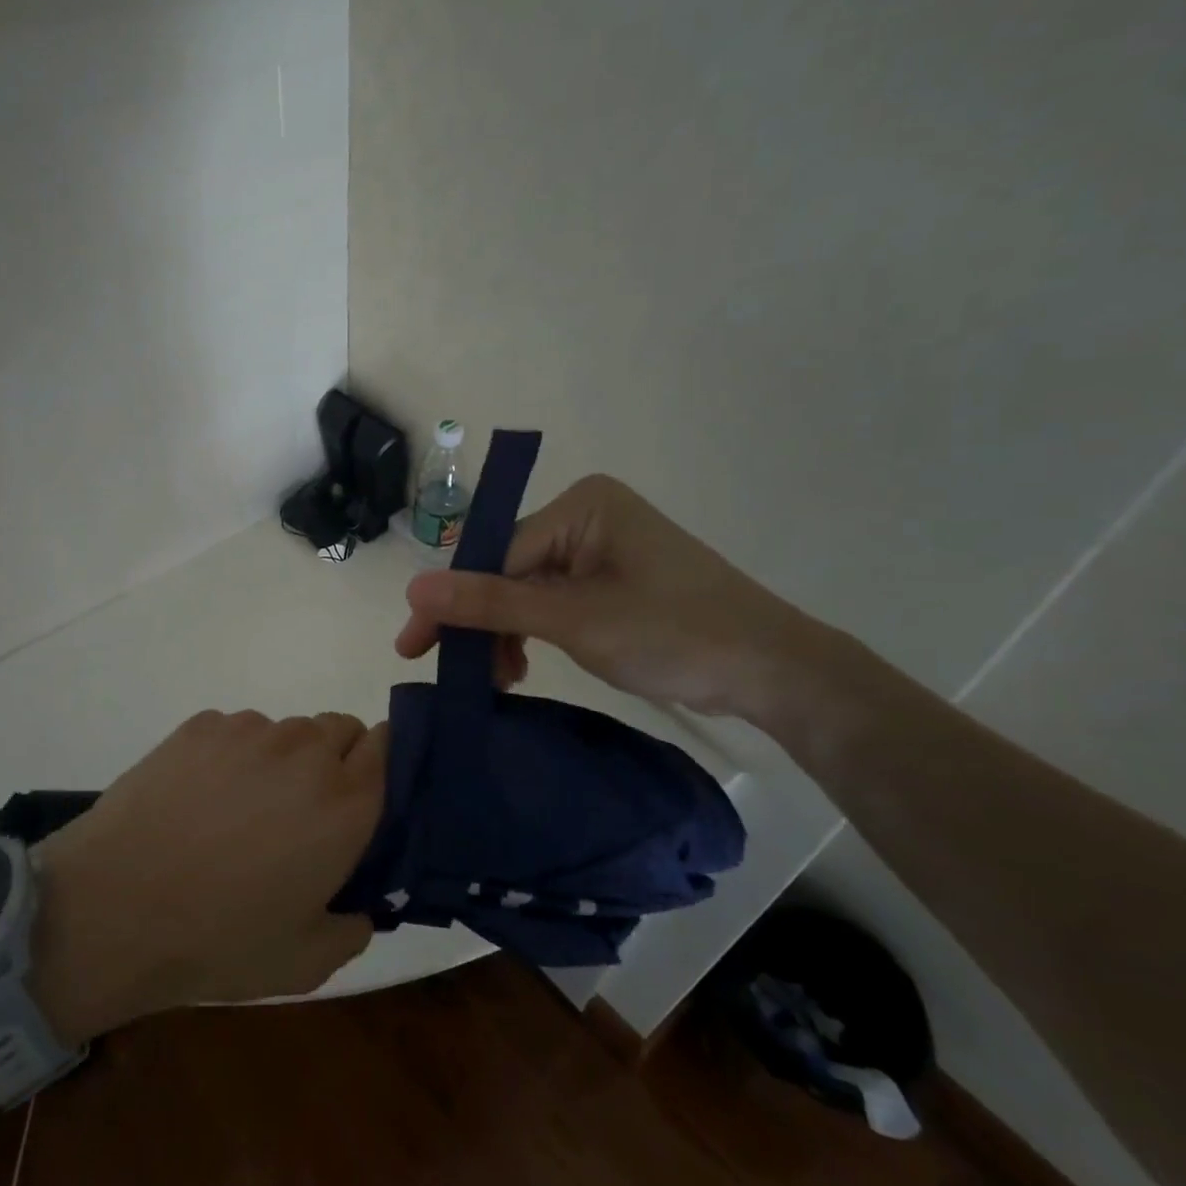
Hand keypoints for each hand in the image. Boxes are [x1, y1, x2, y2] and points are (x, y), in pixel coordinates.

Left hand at [27, 711, 382, 1042]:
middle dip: (336, 760)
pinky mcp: (202, 724)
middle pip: (342, 728)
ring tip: (243, 809)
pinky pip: (238, 730)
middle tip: (304, 812)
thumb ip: (354, 926)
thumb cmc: (218, 939)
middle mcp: (305, 751)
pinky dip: (234, 755)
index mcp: (345, 802)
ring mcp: (250, 730)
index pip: (391, 744)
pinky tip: (201, 798)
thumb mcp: (306, 961)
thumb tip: (363, 904)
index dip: (383, 766)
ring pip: (288, 729)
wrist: (113, 907)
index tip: (364, 798)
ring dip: (283, 759)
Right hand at [394, 474, 838, 724]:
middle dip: (480, 623)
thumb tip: (412, 589)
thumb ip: (491, 603)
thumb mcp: (573, 620)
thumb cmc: (674, 633)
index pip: (495, 553)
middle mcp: (586, 516)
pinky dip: (533, 633)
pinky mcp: (611, 579)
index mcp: (581, 505)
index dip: (453, 602)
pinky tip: (521, 665)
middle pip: (507, 570)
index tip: (415, 647)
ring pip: (526, 589)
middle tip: (452, 671)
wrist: (773, 671)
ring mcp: (600, 548)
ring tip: (498, 680)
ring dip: (505, 634)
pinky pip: (552, 600)